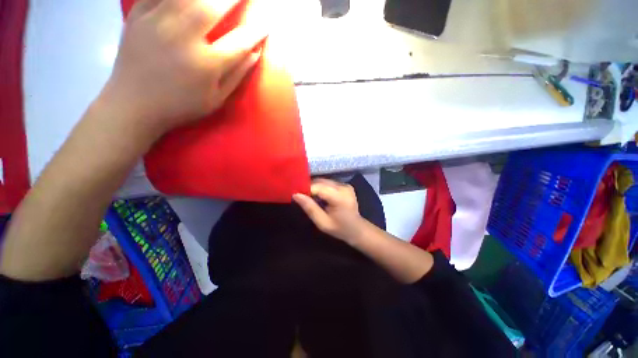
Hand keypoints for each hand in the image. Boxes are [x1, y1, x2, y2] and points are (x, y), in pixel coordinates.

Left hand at [98, 0, 266, 139]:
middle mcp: (183, 37)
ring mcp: (157, 22)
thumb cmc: (181, 105)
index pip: (240, 42)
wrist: (133, 104)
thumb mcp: (216, 99)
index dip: (255, 32)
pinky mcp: (138, 15)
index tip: (266, 25)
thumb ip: (237, 75)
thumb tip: (255, 54)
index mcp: (206, 64)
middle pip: (213, 6)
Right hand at [293, 179, 366, 242]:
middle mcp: (343, 187)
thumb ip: (310, 208)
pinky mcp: (345, 185)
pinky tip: (320, 197)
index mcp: (339, 197)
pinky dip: (322, 187)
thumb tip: (296, 195)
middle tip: (302, 197)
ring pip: (324, 181)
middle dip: (310, 188)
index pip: (318, 187)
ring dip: (315, 187)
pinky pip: (329, 183)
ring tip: (311, 197)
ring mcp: (345, 185)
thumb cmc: (340, 229)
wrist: (357, 229)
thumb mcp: (322, 222)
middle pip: (321, 182)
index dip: (306, 189)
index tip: (297, 196)